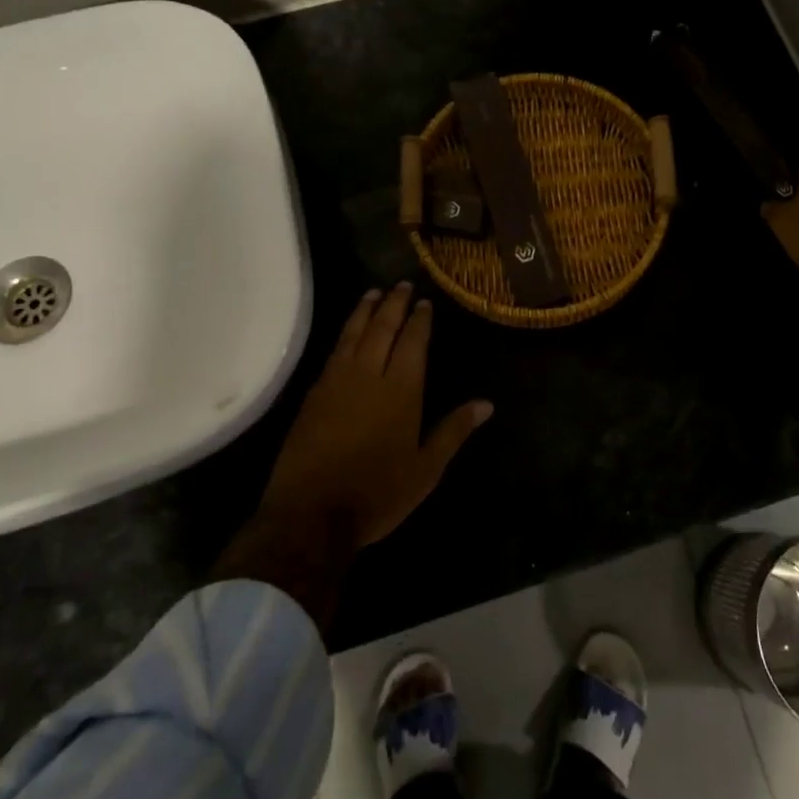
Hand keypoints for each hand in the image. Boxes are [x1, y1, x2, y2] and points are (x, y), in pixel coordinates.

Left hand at [258, 283, 492, 549]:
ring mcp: (337, 381)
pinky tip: (348, 331)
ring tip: (373, 293)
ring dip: (365, 311)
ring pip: (354, 334)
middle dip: (393, 304)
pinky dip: (344, 333)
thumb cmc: (377, 493)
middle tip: (400, 284)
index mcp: (401, 390)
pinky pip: (333, 351)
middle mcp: (369, 375)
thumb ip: (454, 431)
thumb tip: (487, 404)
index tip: (424, 302)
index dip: (419, 320)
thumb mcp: (426, 469)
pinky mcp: (314, 394)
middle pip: (382, 328)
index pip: (413, 342)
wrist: (311, 514)